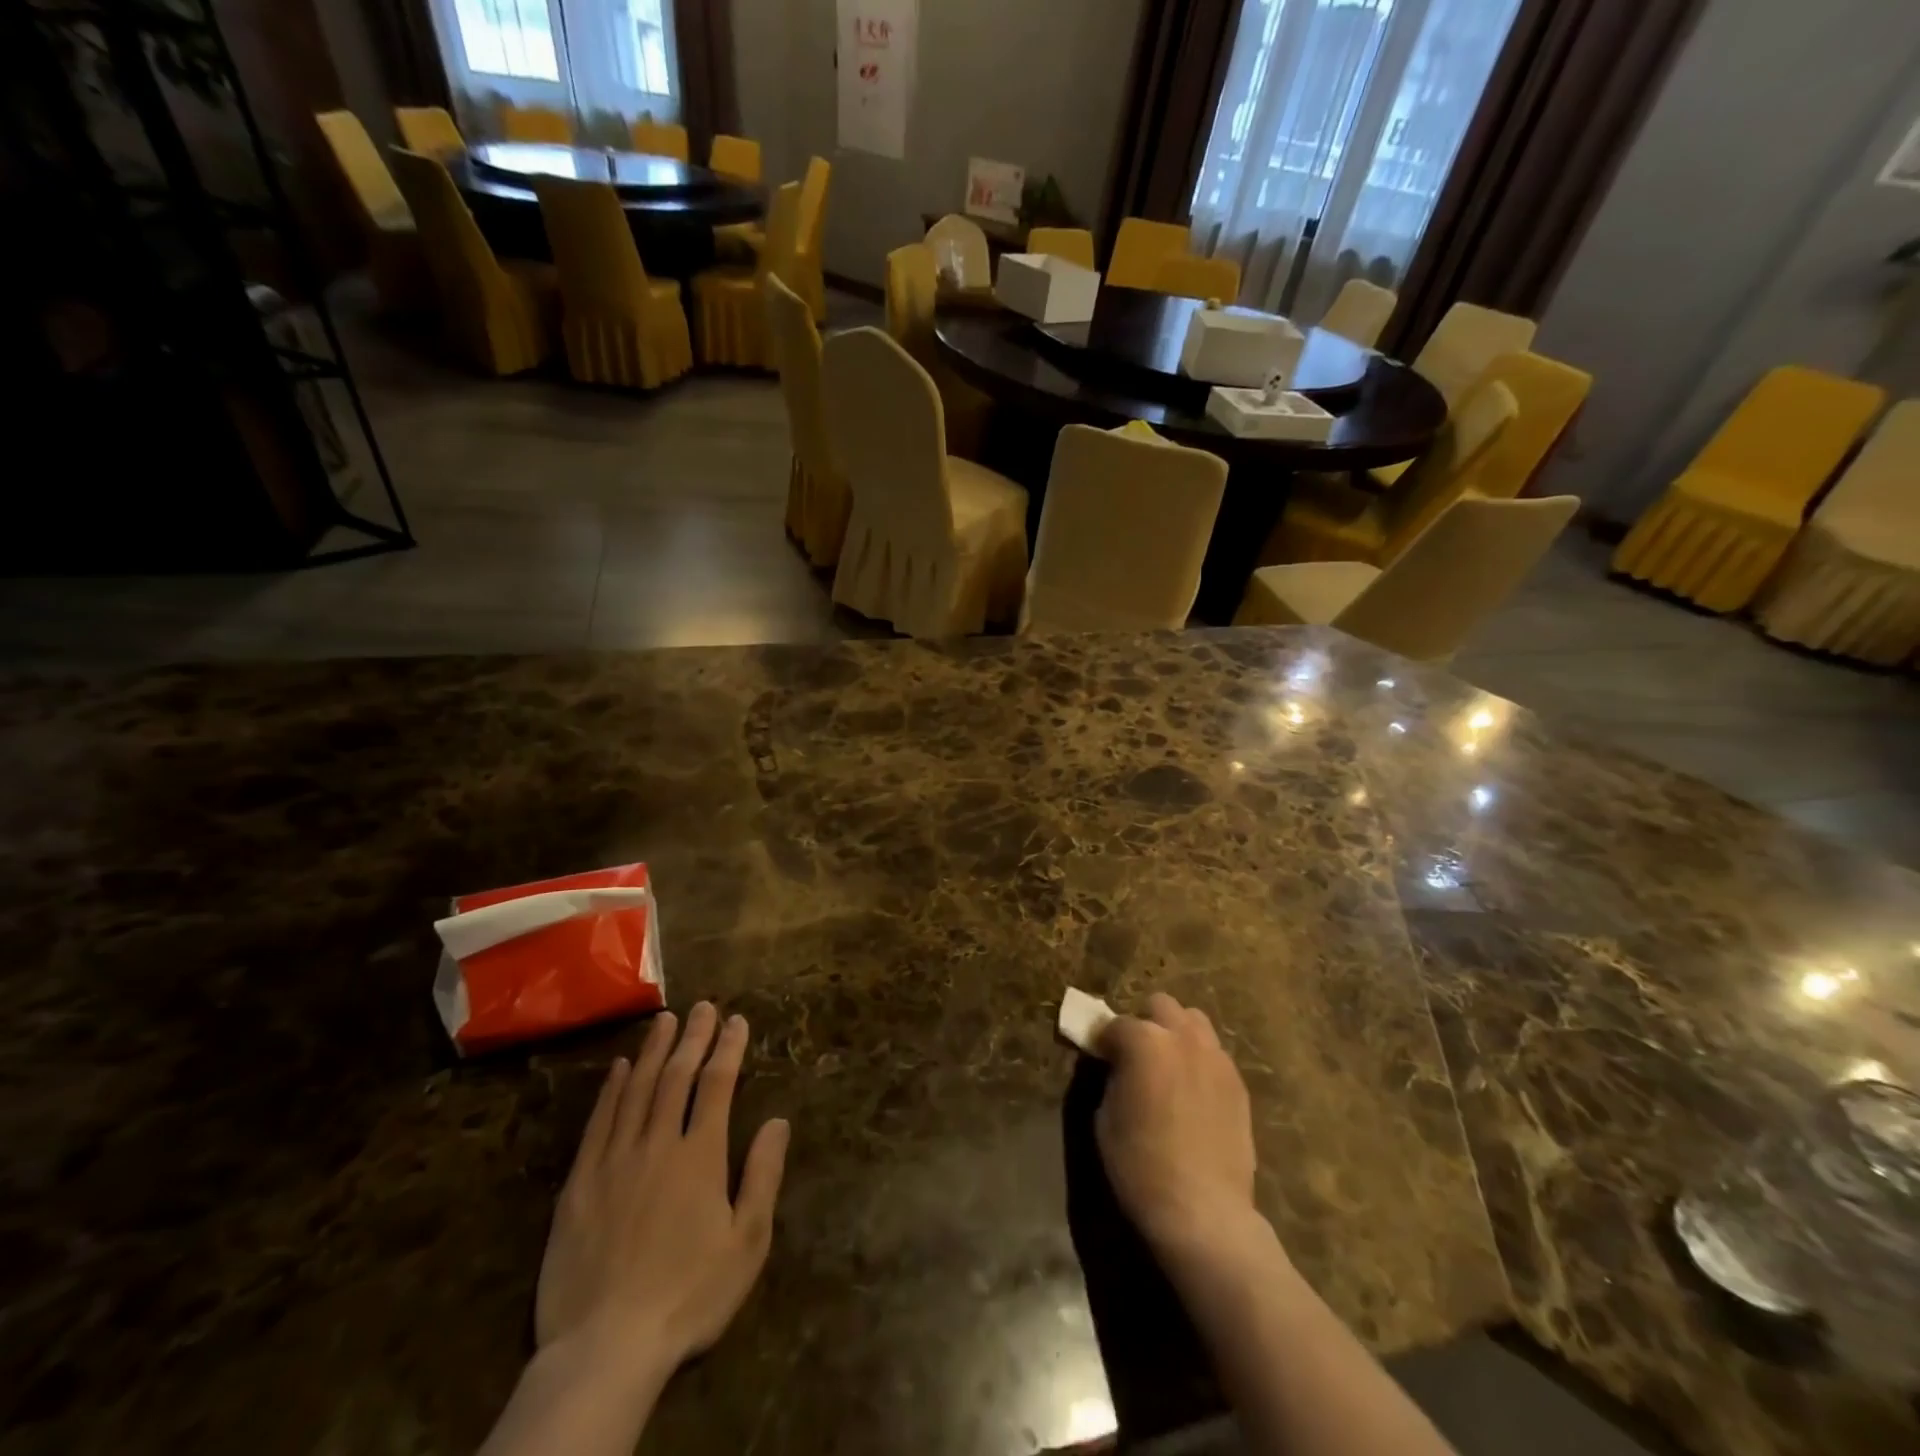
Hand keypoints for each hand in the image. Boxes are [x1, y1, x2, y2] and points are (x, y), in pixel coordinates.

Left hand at [534, 1003, 790, 1380]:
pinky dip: (610, 1090)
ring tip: (665, 1019)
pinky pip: (598, 1123)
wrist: (604, 1349)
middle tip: (703, 1006)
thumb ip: (763, 1176)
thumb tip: (779, 1120)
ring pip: (636, 1090)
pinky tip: (618, 1068)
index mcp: (700, 1156)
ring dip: (653, 1050)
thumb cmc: (688, 1296)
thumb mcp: (746, 1243)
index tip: (737, 1021)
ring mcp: (614, 1161)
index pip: (718, 1085)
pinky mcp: (578, 1184)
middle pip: (677, 1077)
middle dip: (694, 1037)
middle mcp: (658, 1144)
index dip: (729, 1048)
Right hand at [1094, 993, 1260, 1260]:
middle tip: (1136, 1056)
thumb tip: (1116, 1067)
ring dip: (1176, 1034)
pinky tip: (1192, 1093)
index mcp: (1144, 1041)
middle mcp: (1182, 1037)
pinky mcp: (1238, 1083)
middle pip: (1160, 1006)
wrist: (1202, 1211)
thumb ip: (1111, 1078)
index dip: (1104, 1041)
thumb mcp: (1104, 1118)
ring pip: (1194, 1021)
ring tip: (1168, 1067)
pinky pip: (1214, 1054)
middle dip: (1145, 1023)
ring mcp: (1216, 1057)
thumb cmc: (1140, 1165)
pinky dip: (1199, 1061)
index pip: (1115, 1024)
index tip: (1100, 1058)